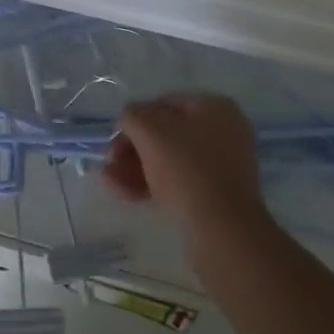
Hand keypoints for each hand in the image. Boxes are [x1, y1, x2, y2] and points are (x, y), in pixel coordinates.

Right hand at [104, 93, 269, 240]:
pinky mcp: (217, 196)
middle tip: (110, 163)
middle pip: (165, 134)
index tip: (114, 139)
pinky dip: (152, 184)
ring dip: (136, 168)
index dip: (135, 119)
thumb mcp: (150, 131)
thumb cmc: (187, 169)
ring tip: (110, 182)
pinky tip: (125, 194)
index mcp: (214, 107)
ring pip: (169, 160)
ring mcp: (222, 166)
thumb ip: (132, 116)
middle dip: (132, 148)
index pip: (164, 103)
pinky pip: (180, 182)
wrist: (223, 230)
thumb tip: (129, 119)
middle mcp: (223, 131)